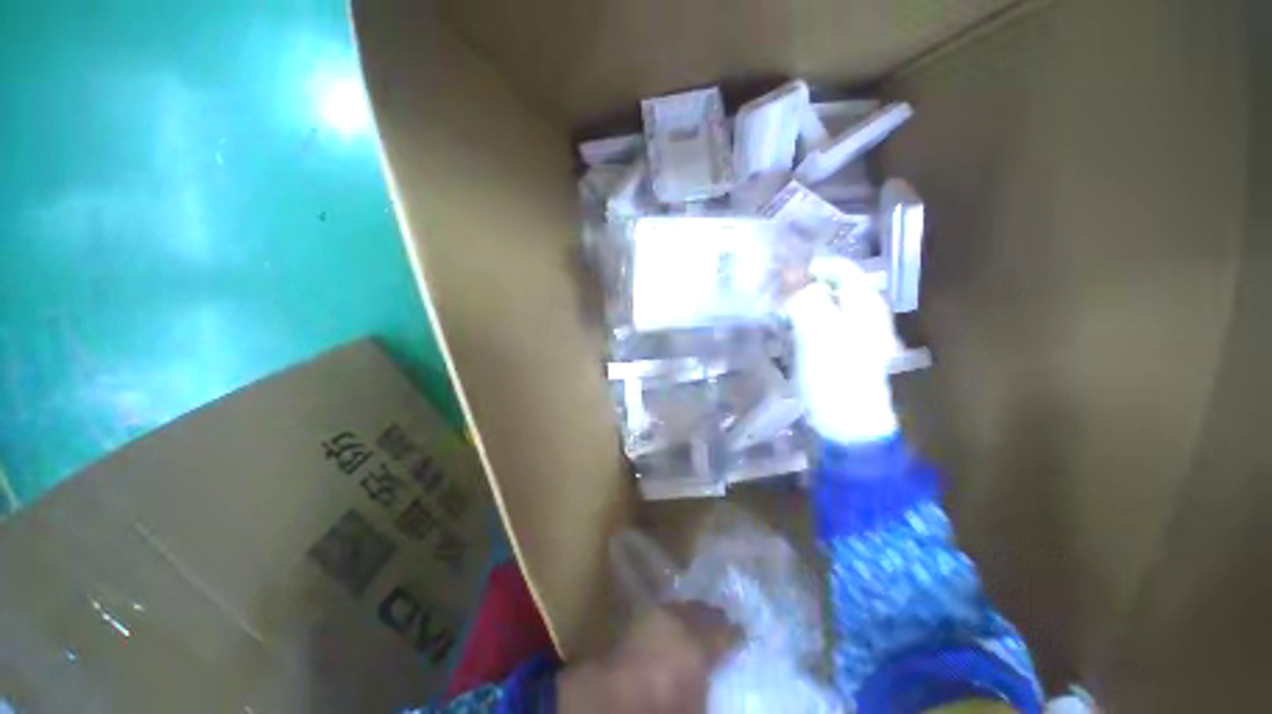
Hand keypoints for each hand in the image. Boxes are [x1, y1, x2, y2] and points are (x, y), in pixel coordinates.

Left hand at [557, 602, 739, 713]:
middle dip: (715, 618)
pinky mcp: (640, 617)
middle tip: (723, 625)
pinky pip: (665, 610)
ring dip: (694, 613)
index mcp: (700, 646)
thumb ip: (708, 690)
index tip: (743, 635)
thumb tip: (711, 683)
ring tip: (699, 623)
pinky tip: (673, 626)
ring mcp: (659, 615)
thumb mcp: (694, 707)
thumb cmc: (661, 709)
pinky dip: (674, 616)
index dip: (737, 633)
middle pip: (705, 611)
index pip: (727, 631)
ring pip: (684, 606)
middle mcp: (681, 622)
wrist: (610, 698)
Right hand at [783, 259, 900, 444]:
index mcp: (864, 303)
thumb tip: (787, 271)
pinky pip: (812, 325)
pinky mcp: (833, 350)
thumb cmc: (836, 376)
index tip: (776, 277)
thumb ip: (805, 298)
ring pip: (818, 305)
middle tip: (768, 296)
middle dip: (797, 286)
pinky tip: (780, 332)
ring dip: (793, 305)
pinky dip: (795, 323)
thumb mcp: (819, 333)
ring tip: (770, 312)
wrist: (847, 423)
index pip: (836, 266)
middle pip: (827, 285)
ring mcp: (847, 333)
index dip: (807, 267)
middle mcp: (859, 312)